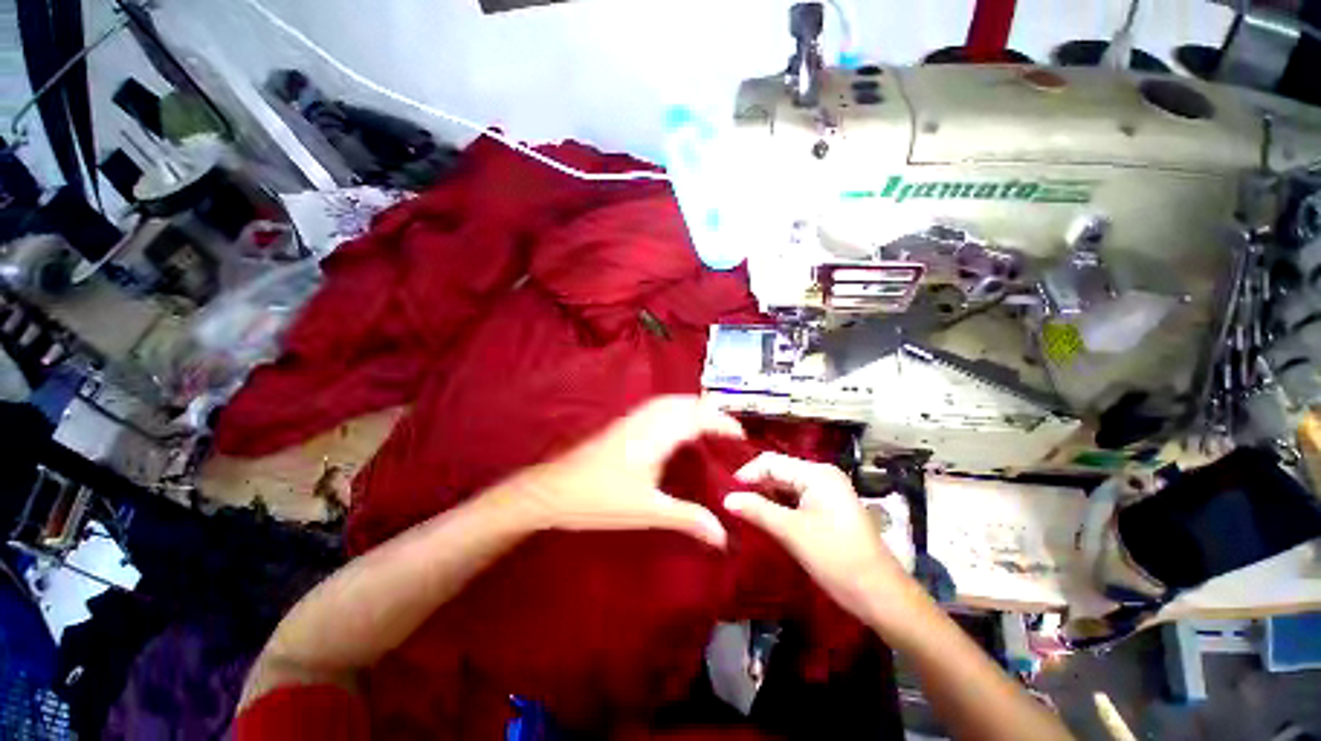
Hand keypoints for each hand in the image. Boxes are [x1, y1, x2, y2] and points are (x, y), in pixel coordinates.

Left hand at [510, 395, 744, 547]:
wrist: (553, 490)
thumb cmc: (601, 500)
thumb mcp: (648, 511)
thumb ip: (687, 519)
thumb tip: (723, 535)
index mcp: (658, 435)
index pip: (699, 417)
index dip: (723, 422)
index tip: (741, 435)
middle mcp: (647, 419)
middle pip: (685, 402)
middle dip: (710, 410)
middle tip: (727, 428)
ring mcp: (632, 419)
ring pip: (670, 401)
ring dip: (692, 406)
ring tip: (707, 423)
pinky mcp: (621, 424)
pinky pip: (656, 407)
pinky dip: (674, 409)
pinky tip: (673, 425)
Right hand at [723, 453, 917, 625]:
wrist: (882, 597)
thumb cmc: (838, 560)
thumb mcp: (793, 533)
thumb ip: (758, 511)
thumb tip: (726, 499)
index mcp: (817, 473)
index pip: (771, 461)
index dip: (747, 474)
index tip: (725, 493)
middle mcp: (822, 476)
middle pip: (779, 471)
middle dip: (754, 485)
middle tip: (730, 503)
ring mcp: (826, 492)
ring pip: (785, 486)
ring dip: (764, 497)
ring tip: (741, 510)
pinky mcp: (827, 509)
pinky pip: (795, 499)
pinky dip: (777, 507)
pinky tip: (762, 518)